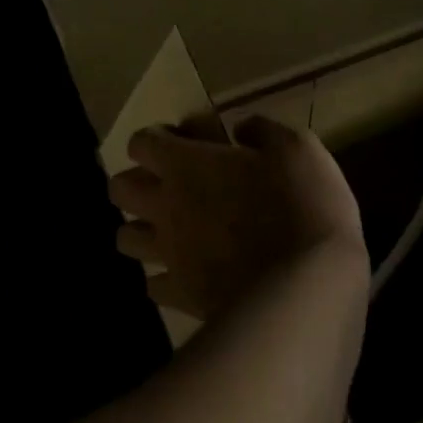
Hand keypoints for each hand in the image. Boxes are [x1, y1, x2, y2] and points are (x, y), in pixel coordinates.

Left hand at [107, 117, 366, 321]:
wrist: (304, 284)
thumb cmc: (304, 205)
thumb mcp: (297, 148)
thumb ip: (261, 130)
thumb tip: (240, 128)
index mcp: (186, 165)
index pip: (141, 142)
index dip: (158, 140)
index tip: (184, 144)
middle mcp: (165, 206)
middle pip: (119, 188)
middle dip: (137, 182)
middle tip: (169, 187)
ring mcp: (169, 253)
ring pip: (124, 238)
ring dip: (142, 229)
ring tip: (170, 231)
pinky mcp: (180, 293)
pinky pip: (153, 285)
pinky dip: (164, 277)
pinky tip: (186, 273)